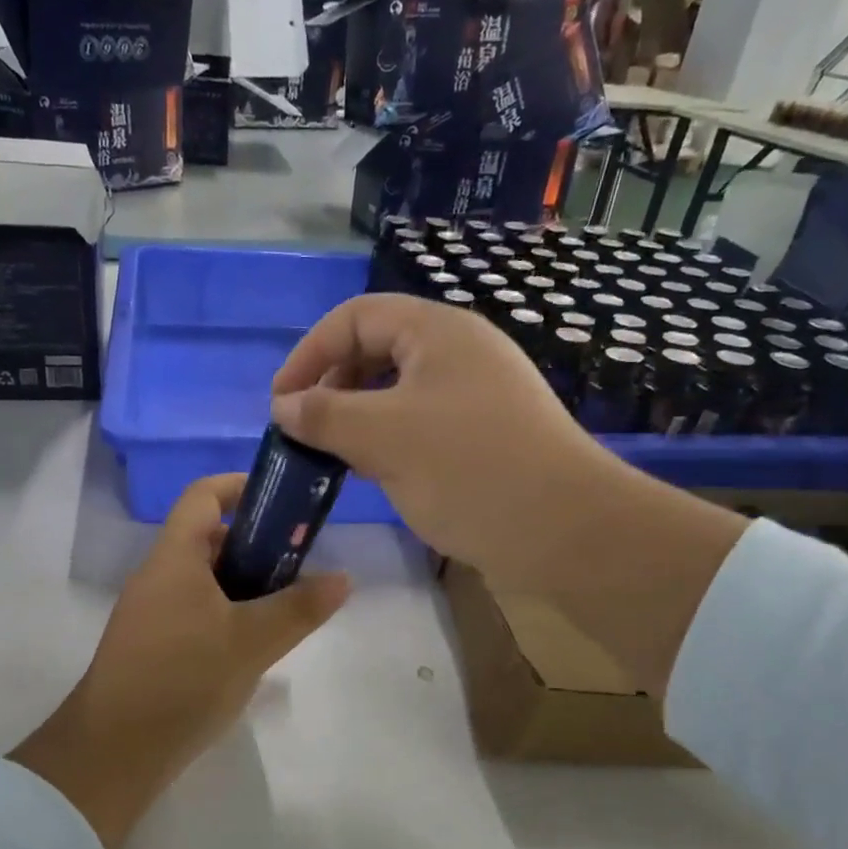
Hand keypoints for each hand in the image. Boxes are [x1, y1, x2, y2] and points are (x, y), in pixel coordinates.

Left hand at [11, 474, 349, 848]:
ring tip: (286, 605)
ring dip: (245, 581)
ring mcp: (151, 611)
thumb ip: (299, 608)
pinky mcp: (152, 643)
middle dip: (256, 542)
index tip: (284, 500)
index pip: (204, 495)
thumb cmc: (183, 680)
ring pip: (204, 577)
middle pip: (208, 537)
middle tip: (300, 564)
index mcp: (175, 557)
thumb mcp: (252, 642)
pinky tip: (254, 643)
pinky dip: (227, 610)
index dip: (241, 486)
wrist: (116, 751)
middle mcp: (158, 575)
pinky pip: (195, 608)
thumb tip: (343, 577)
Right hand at [270, 293, 623, 591]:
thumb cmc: (469, 470)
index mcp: (438, 332)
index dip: (310, 353)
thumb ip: (325, 415)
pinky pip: (421, 423)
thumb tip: (283, 406)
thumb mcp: (383, 438)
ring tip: (333, 455)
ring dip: (358, 418)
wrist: (566, 530)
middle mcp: (459, 353)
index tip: (280, 403)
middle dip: (333, 386)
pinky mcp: (485, 435)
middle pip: (377, 350)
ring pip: (398, 392)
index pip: (356, 318)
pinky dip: (388, 440)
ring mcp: (477, 395)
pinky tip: (373, 473)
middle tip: (307, 431)